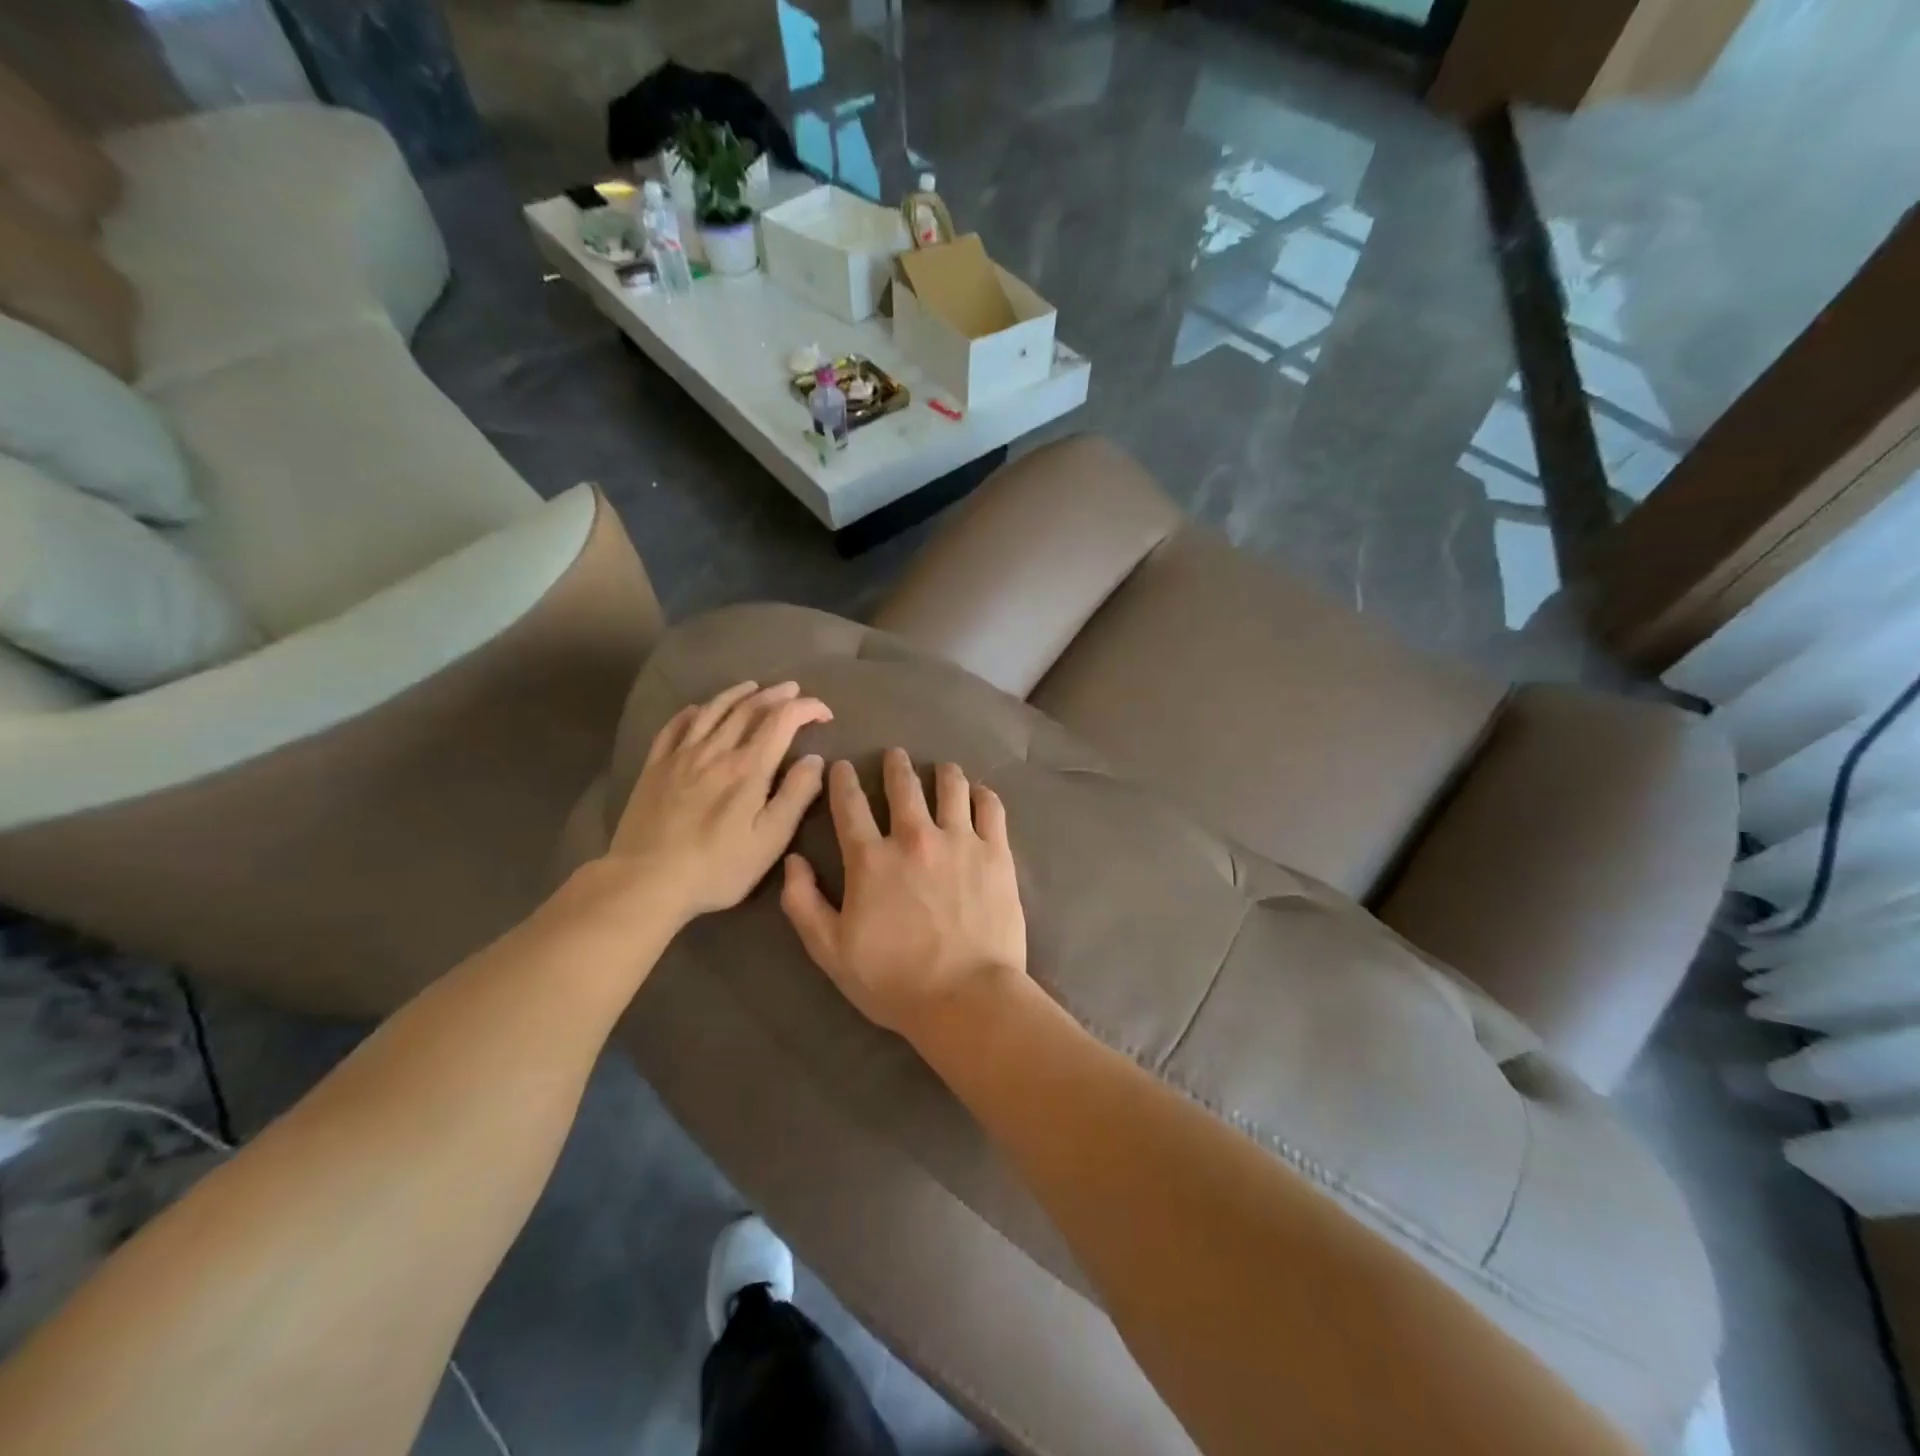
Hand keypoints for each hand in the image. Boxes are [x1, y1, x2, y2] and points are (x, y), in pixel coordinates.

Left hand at [606, 680, 830, 924]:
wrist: (646, 880)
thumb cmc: (717, 867)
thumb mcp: (770, 840)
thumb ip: (796, 796)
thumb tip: (814, 759)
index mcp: (748, 767)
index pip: (782, 721)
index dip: (806, 709)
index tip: (824, 713)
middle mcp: (715, 751)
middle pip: (748, 709)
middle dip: (776, 695)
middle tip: (793, 690)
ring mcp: (681, 756)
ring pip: (712, 711)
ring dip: (736, 694)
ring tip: (752, 687)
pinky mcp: (655, 768)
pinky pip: (674, 728)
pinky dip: (691, 713)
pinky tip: (697, 709)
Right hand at [781, 748, 1026, 1039]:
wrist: (966, 998)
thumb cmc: (894, 980)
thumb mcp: (830, 951)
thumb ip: (803, 903)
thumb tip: (793, 860)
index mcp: (871, 859)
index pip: (850, 805)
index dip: (843, 780)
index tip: (843, 766)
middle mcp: (914, 837)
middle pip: (903, 785)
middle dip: (895, 765)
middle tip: (895, 755)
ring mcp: (960, 841)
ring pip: (951, 787)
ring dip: (942, 773)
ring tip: (942, 769)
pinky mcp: (996, 853)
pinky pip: (990, 808)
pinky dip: (982, 795)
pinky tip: (978, 795)